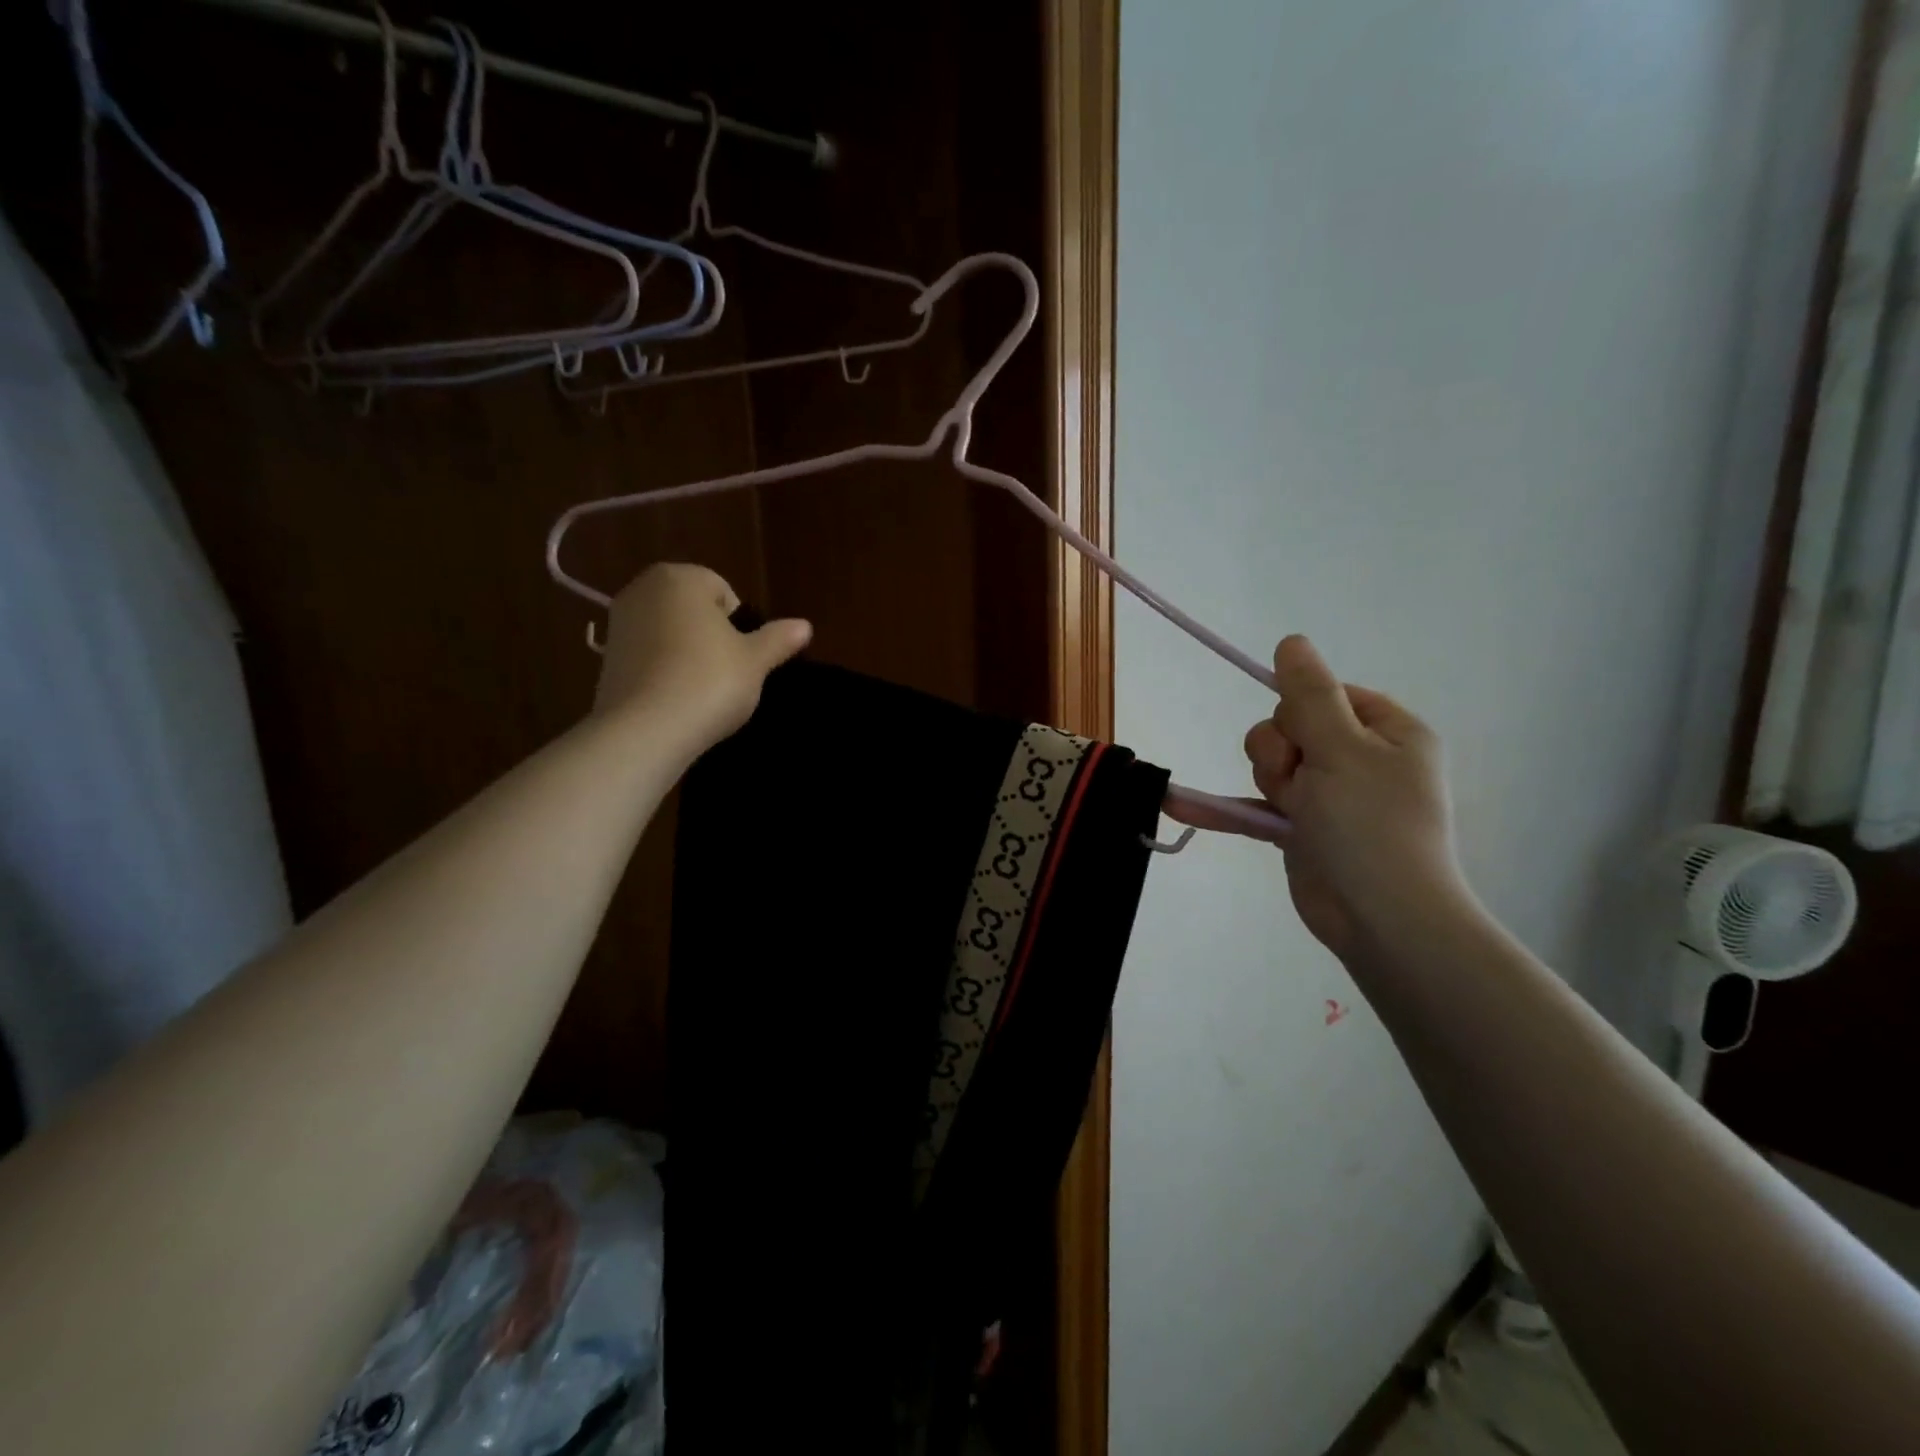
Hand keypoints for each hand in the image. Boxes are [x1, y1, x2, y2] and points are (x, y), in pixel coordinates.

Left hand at [591, 564, 810, 754]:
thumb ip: (779, 639)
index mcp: (680, 578)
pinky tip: (675, 699)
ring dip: (686, 653)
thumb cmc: (709, 682)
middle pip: (692, 609)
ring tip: (701, 690)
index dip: (740, 624)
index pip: (723, 591)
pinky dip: (663, 671)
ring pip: (669, 632)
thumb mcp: (755, 662)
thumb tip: (805, 626)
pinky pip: (648, 657)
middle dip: (711, 635)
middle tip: (727, 673)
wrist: (645, 731)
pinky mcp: (605, 658)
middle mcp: (642, 589)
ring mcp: (618, 623)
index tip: (743, 656)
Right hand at [1244, 636, 1469, 962]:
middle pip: (1291, 727)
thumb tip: (1291, 641)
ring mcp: (1328, 796)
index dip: (1303, 709)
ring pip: (1271, 763)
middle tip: (1300, 779)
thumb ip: (1310, 693)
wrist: (1381, 918)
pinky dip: (1224, 808)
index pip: (1327, 693)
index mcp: (1387, 731)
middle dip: (1281, 751)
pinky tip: (1178, 805)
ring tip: (1292, 809)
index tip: (1305, 735)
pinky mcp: (1301, 828)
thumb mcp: (1341, 747)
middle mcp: (1360, 759)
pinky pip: (1255, 805)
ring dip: (1269, 781)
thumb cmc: (1371, 824)